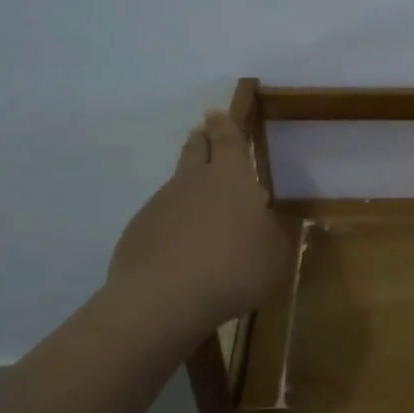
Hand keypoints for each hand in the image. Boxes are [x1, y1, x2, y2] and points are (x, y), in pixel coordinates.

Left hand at [108, 111, 293, 335]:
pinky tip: (181, 250)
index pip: (228, 141)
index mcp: (232, 179)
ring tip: (199, 209)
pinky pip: (160, 220)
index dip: (224, 127)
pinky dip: (172, 226)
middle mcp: (193, 182)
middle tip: (202, 136)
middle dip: (201, 142)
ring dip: (187, 189)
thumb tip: (265, 222)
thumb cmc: (235, 268)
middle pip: (195, 152)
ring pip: (177, 186)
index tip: (216, 114)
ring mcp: (160, 205)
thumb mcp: (276, 256)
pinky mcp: (138, 232)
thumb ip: (274, 235)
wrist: (165, 298)